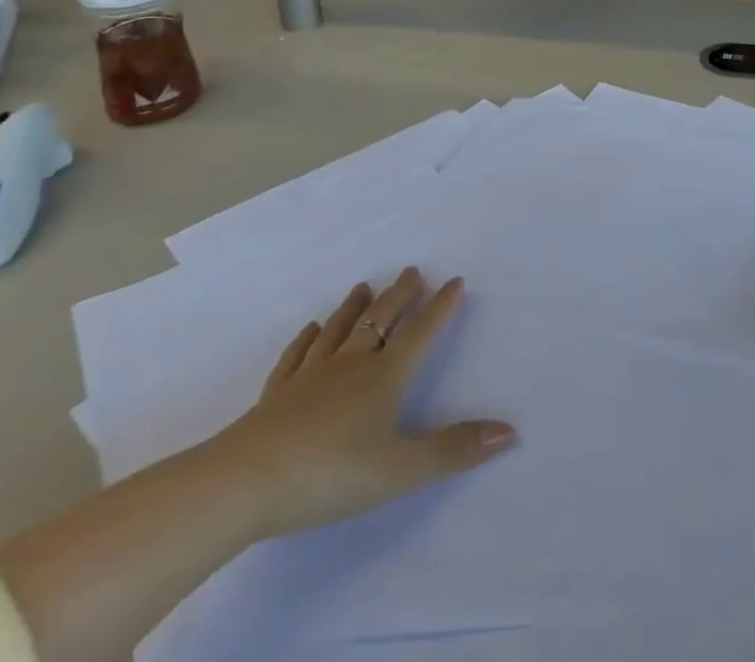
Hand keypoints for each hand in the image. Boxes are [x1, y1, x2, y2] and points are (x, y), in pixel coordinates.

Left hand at [209, 268, 517, 537]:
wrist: (244, 483)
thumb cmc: (330, 474)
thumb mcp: (401, 469)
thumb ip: (454, 450)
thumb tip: (510, 431)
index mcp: (384, 378)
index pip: (420, 333)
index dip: (440, 308)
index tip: (455, 279)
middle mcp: (351, 366)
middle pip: (380, 321)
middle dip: (399, 296)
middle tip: (412, 271)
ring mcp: (310, 377)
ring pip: (339, 331)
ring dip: (355, 308)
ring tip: (365, 286)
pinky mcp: (276, 395)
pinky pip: (297, 356)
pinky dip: (307, 339)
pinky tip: (310, 328)